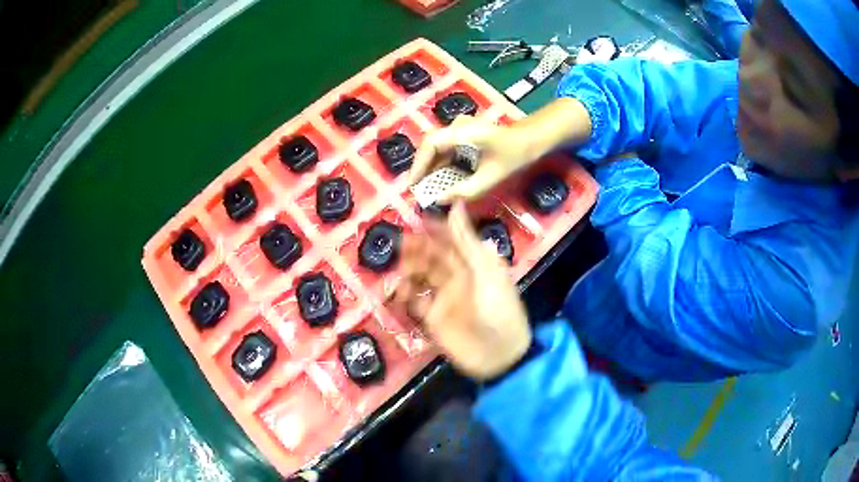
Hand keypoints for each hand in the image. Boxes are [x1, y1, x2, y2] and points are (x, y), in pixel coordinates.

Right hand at [393, 203, 531, 379]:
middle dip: (418, 249)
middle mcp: (457, 279)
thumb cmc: (500, 307)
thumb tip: (456, 205)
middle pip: (433, 258)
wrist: (500, 353)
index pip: (451, 242)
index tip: (418, 220)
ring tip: (400, 266)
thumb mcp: (487, 270)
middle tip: (401, 242)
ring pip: (421, 278)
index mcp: (473, 265)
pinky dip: (404, 296)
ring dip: (409, 270)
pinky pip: (415, 303)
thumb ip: (467, 241)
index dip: (435, 230)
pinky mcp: (433, 318)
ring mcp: (444, 299)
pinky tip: (398, 291)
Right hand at [408, 98, 593, 202]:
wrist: (532, 138)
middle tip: (417, 190)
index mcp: (462, 132)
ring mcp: (461, 129)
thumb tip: (440, 200)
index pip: (430, 145)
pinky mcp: (465, 135)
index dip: (418, 165)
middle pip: (431, 146)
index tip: (412, 185)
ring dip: (431, 167)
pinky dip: (442, 164)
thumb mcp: (491, 177)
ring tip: (426, 188)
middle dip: (422, 168)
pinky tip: (441, 179)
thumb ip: (465, 190)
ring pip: (438, 148)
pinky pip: (447, 149)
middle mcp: (457, 126)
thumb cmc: (514, 154)